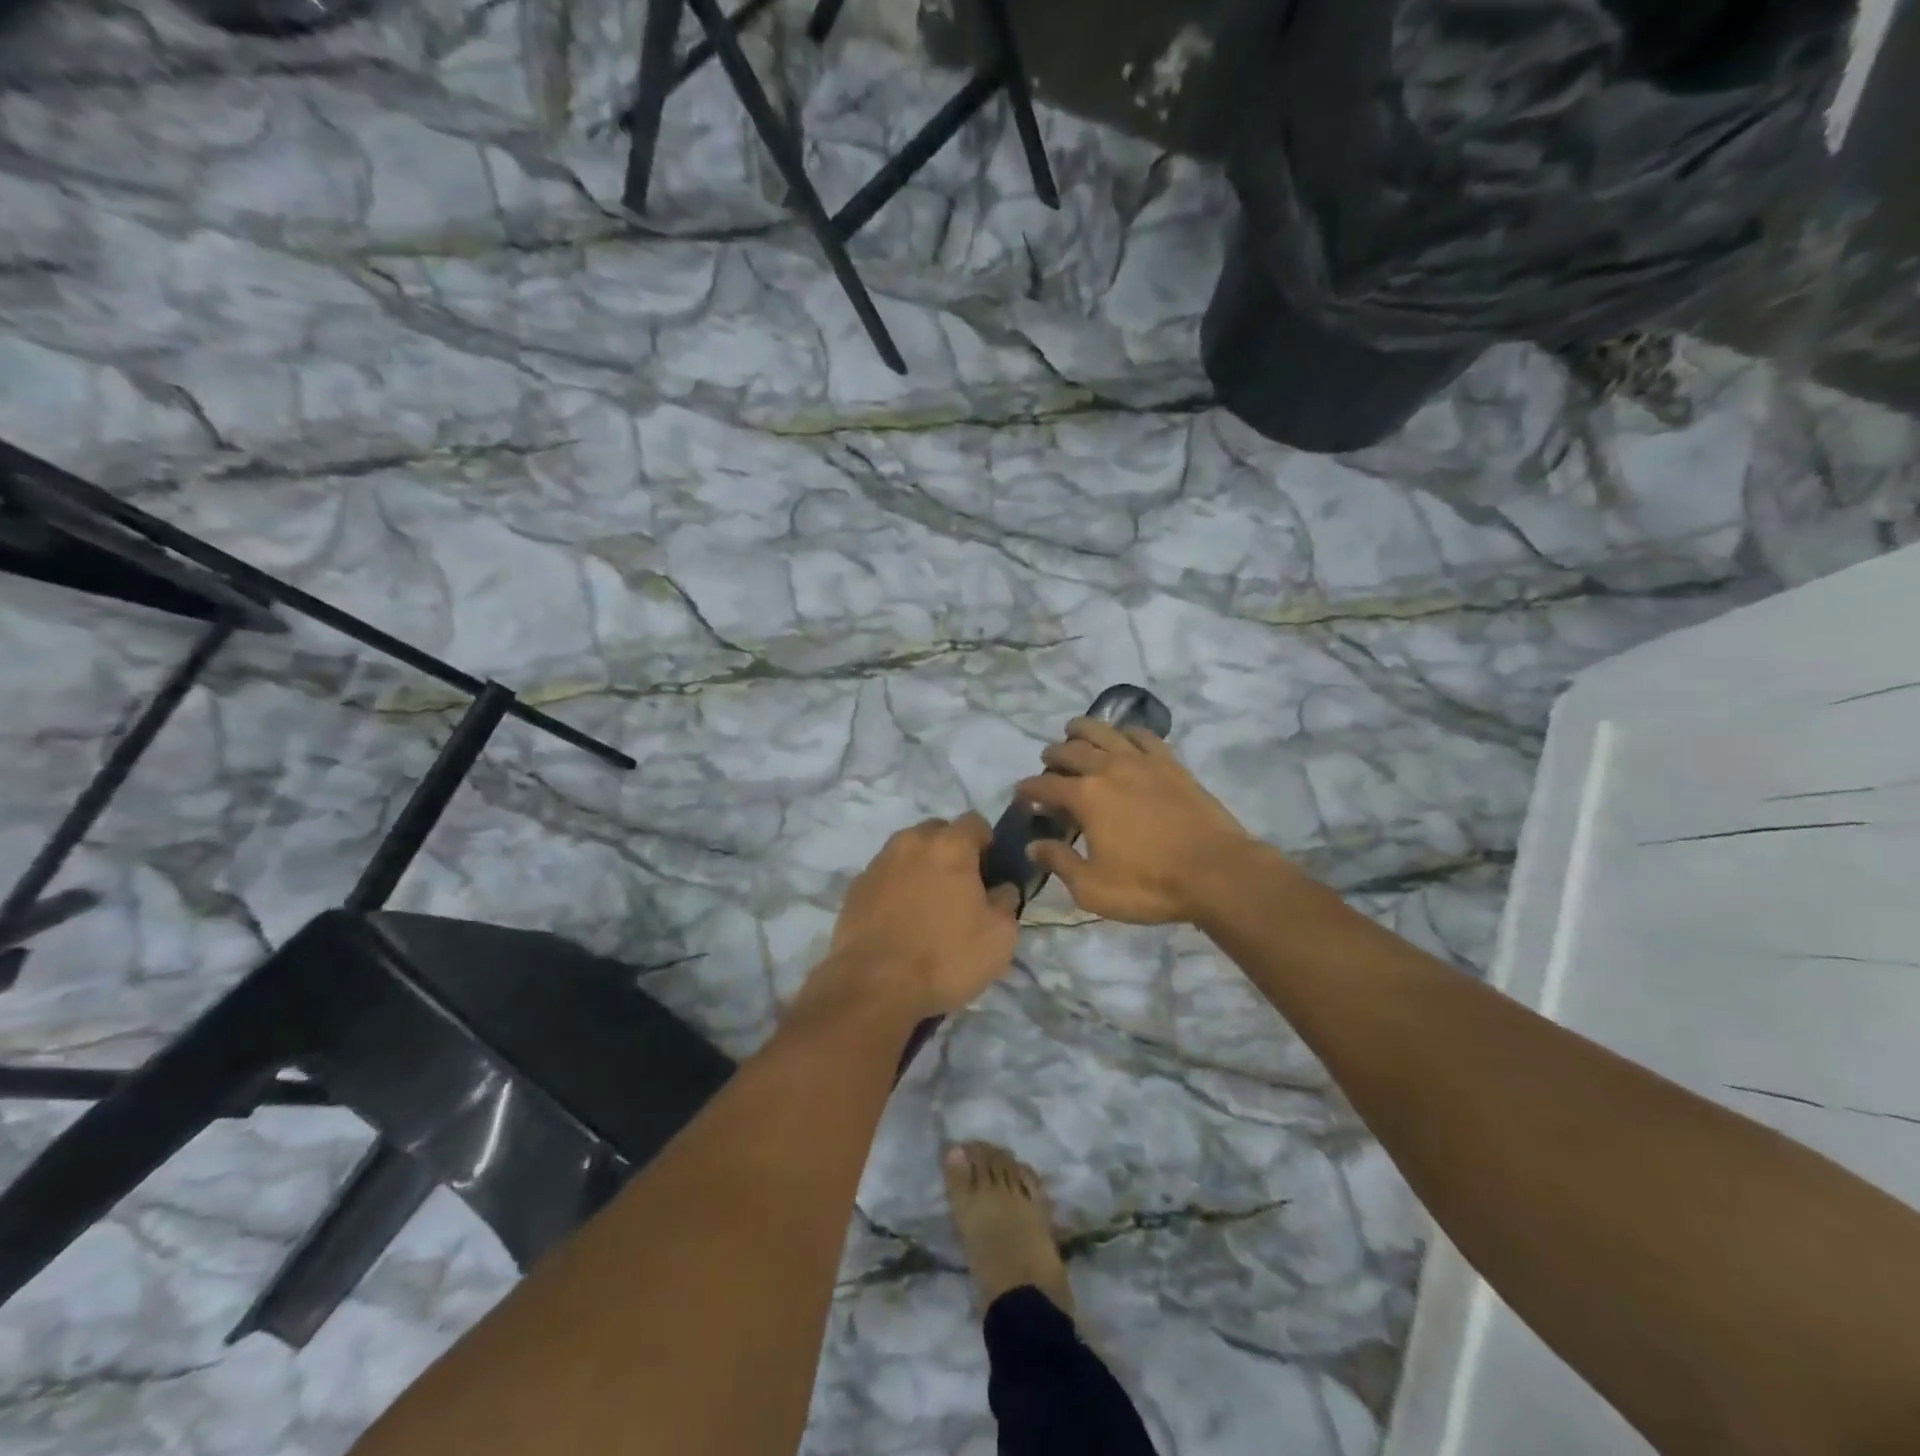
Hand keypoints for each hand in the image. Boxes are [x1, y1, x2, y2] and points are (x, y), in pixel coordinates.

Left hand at [807, 814, 1019, 1020]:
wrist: (874, 985)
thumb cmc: (946, 957)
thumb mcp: (999, 936)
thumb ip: (1006, 901)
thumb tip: (1001, 888)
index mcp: (950, 845)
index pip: (975, 821)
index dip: (987, 842)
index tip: (990, 871)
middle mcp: (911, 842)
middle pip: (938, 831)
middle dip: (951, 850)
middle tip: (960, 888)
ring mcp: (879, 862)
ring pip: (908, 851)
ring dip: (921, 867)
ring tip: (927, 905)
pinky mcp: (856, 886)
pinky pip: (885, 875)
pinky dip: (896, 887)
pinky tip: (900, 919)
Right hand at [1015, 718, 1262, 924]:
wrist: (1216, 872)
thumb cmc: (1148, 884)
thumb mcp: (1092, 887)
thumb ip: (1059, 862)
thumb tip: (1033, 845)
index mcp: (1085, 796)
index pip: (1045, 785)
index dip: (1028, 789)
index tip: (1021, 794)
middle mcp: (1109, 768)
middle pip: (1071, 750)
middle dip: (1053, 755)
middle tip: (1046, 762)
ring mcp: (1142, 761)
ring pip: (1104, 731)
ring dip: (1083, 729)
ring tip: (1073, 731)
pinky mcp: (1171, 764)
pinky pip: (1143, 736)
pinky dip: (1126, 732)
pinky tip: (1124, 737)